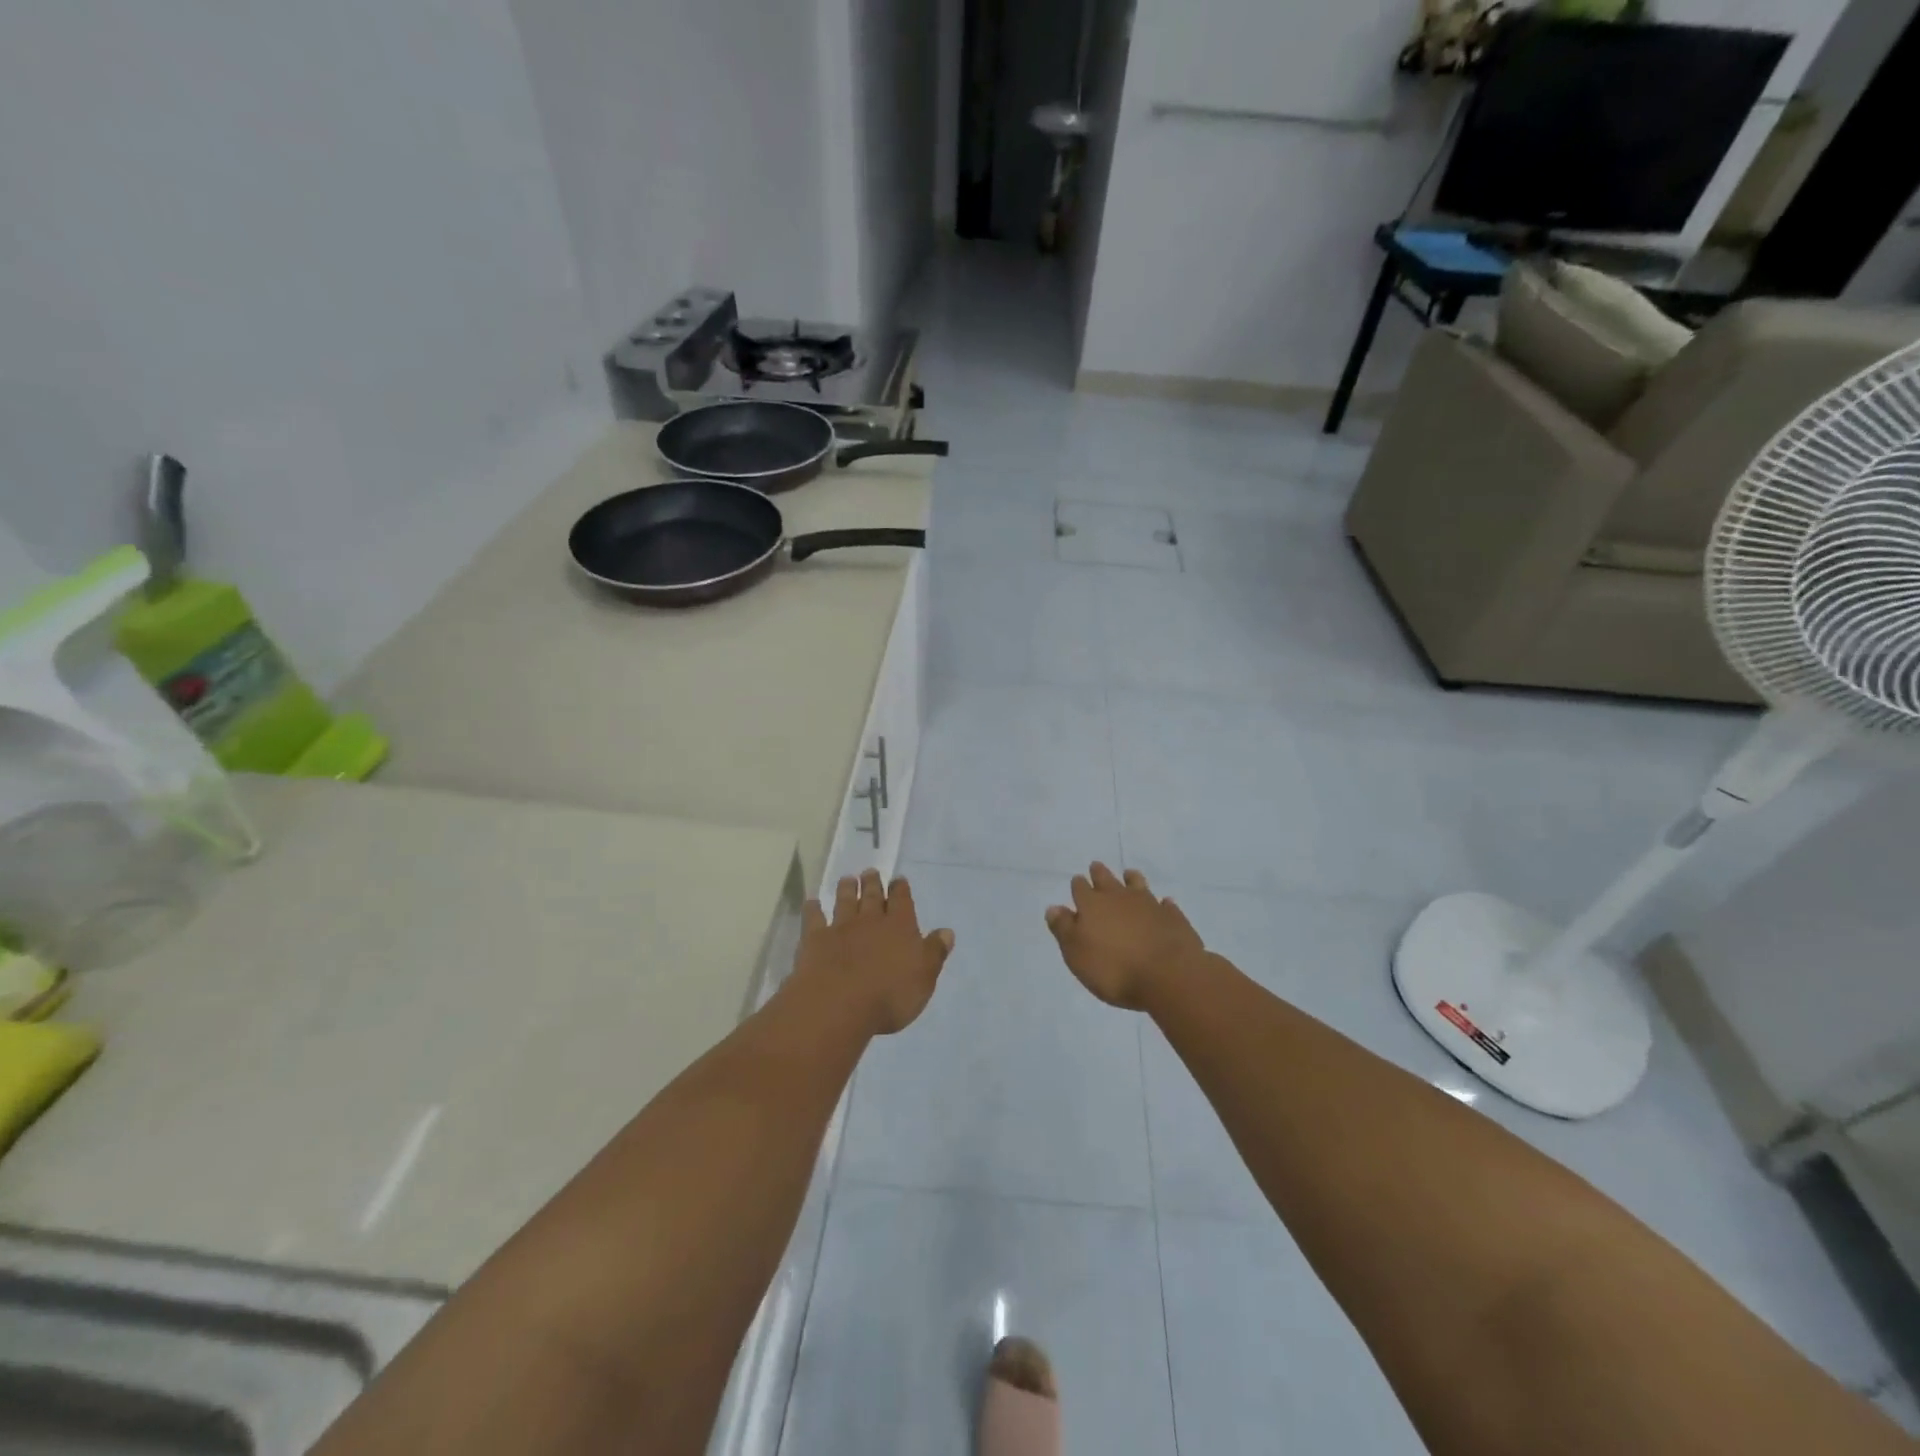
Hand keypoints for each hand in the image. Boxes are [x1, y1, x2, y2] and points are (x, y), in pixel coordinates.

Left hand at [793, 870, 955, 1034]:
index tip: (898, 879)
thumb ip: (934, 952)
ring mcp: (840, 928)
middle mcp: (870, 921)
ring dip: (846, 889)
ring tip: (847, 878)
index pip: (902, 901)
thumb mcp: (924, 977)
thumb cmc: (890, 995)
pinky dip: (813, 909)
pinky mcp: (815, 940)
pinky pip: (814, 919)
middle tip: (870, 871)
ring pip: (845, 902)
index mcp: (900, 927)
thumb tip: (947, 931)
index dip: (901, 889)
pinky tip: (812, 902)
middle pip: (872, 897)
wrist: (839, 1005)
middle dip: (873, 884)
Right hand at [1045, 863, 1205, 1010]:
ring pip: (1137, 885)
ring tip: (1129, 874)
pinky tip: (1164, 904)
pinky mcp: (1173, 917)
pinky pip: (1165, 905)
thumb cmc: (1114, 968)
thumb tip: (1054, 907)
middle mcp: (1120, 898)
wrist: (1168, 975)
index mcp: (1092, 905)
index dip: (1078, 885)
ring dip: (1132, 880)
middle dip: (1100, 874)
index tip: (1077, 880)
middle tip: (1096, 867)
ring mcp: (1149, 904)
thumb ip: (1064, 929)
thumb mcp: (1077, 954)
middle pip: (1107, 880)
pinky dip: (1162, 904)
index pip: (1081, 889)